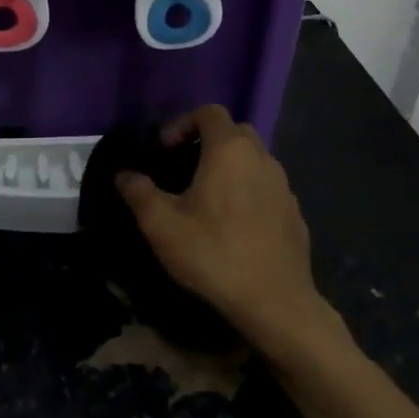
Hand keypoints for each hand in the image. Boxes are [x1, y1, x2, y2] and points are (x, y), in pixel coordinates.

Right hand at [115, 104, 330, 352]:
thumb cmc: (214, 254)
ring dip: (229, 167)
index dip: (183, 123)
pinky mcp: (295, 214)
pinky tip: (233, 225)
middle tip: (183, 168)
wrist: (277, 305)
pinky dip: (248, 192)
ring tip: (206, 198)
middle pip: (234, 132)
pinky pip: (266, 188)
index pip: (209, 112)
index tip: (164, 150)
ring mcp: (284, 186)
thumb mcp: (162, 225)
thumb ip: (138, 192)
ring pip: (253, 160)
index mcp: (230, 150)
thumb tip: (123, 175)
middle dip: (207, 142)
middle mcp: (261, 158)